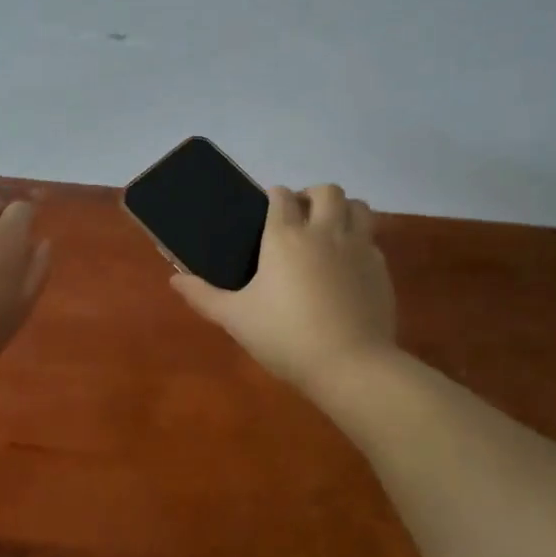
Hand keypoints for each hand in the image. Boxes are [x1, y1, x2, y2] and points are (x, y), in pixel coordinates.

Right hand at [170, 183, 397, 389]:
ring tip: (328, 232)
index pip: (281, 196)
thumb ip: (203, 296)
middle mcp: (324, 232)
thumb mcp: (235, 318)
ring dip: (343, 210)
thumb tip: (174, 280)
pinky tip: (346, 266)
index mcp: (284, 236)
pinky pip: (372, 240)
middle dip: (312, 196)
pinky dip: (359, 242)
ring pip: (358, 207)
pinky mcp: (380, 269)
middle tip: (299, 219)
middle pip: (327, 191)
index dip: (273, 197)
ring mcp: (358, 248)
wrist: (350, 366)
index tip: (266, 211)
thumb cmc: (284, 336)